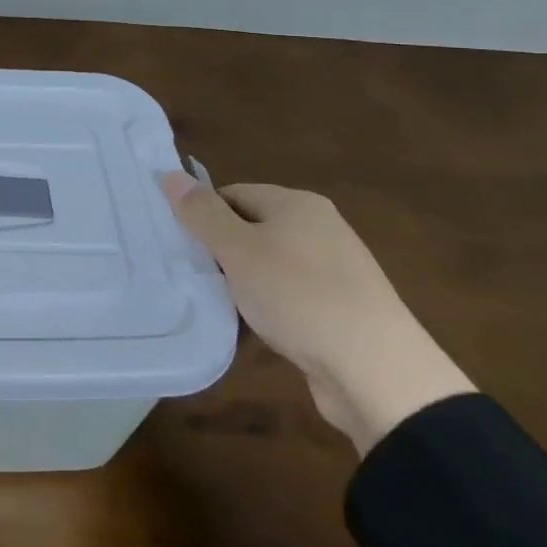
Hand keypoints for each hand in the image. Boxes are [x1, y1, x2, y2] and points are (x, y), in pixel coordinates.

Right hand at [161, 176, 473, 454]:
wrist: (377, 372)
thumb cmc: (299, 296)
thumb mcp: (238, 250)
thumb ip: (202, 213)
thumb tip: (169, 174)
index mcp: (297, 203)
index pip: (232, 193)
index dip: (204, 217)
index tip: (184, 248)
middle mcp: (320, 227)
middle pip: (251, 227)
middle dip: (222, 251)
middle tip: (197, 276)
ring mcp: (335, 268)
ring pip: (270, 264)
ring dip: (245, 283)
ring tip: (223, 305)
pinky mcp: (342, 307)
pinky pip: (291, 294)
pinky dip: (270, 306)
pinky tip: (258, 327)